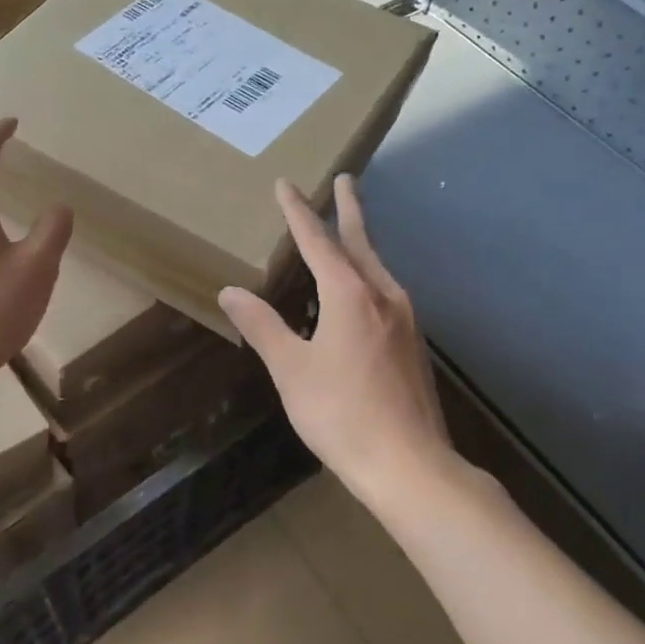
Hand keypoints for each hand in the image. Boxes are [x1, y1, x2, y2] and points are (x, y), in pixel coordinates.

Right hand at [219, 176, 459, 503]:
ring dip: (361, 243)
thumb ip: (262, 326)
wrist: (409, 464)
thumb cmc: (341, 413)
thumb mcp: (291, 369)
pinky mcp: (413, 345)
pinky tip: (361, 293)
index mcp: (350, 295)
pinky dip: (368, 275)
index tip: (285, 185)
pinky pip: (386, 293)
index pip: (318, 242)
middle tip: (346, 179)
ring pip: (378, 267)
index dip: (298, 213)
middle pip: (361, 243)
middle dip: (349, 209)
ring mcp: (405, 320)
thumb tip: (231, 291)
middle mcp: (383, 296)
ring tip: (348, 231)